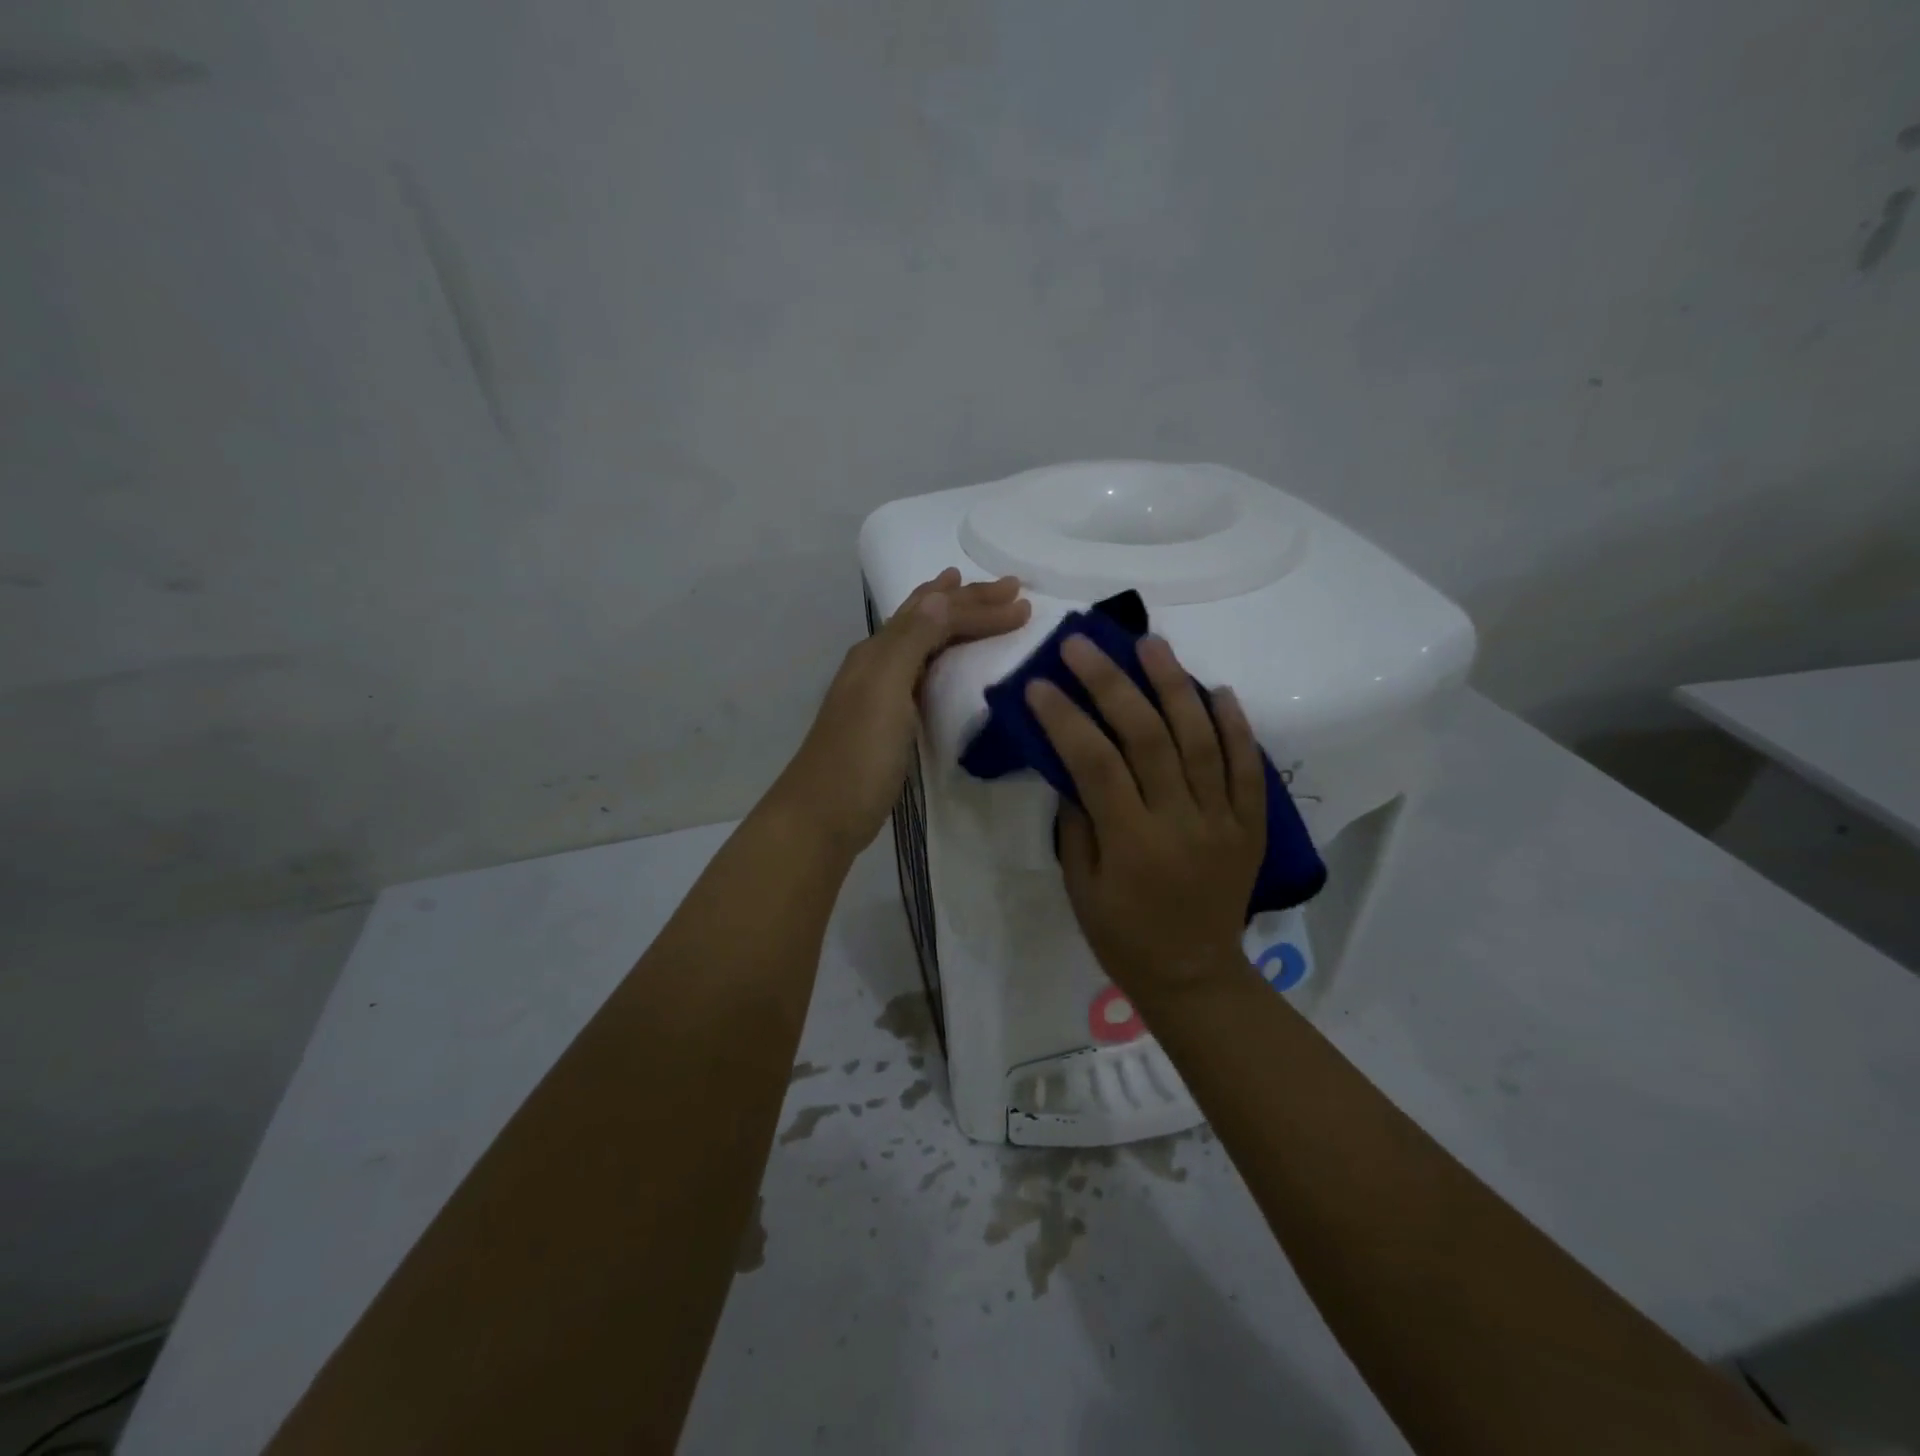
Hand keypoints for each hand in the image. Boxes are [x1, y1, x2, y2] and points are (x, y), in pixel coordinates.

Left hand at [772, 569, 1029, 857]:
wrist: (824, 816)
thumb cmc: (858, 756)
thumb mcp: (885, 692)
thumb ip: (912, 641)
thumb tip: (943, 593)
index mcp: (879, 651)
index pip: (937, 615)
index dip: (979, 607)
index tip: (1025, 607)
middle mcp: (879, 662)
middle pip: (927, 618)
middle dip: (969, 600)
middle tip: (1010, 588)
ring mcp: (881, 691)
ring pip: (922, 639)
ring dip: (951, 616)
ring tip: (968, 596)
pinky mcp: (889, 720)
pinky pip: (922, 670)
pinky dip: (942, 651)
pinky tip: (947, 657)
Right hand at [1027, 634, 1265, 997]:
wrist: (1195, 974)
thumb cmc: (1123, 935)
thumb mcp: (1081, 887)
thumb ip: (1077, 823)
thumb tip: (1071, 766)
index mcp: (1132, 844)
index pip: (1095, 763)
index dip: (1065, 718)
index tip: (1040, 683)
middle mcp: (1181, 822)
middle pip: (1148, 737)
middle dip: (1112, 683)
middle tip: (1084, 644)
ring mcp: (1223, 820)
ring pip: (1202, 740)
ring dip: (1176, 686)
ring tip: (1152, 644)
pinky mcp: (1251, 824)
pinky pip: (1249, 768)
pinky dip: (1236, 726)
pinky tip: (1218, 690)